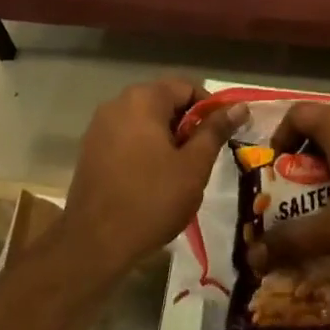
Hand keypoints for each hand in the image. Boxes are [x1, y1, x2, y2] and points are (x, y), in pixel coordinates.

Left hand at [59, 78, 247, 279]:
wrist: (94, 243)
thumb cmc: (151, 200)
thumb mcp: (193, 166)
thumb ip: (215, 131)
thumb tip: (239, 107)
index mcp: (143, 99)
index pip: (187, 87)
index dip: (210, 109)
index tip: (220, 136)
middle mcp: (117, 102)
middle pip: (164, 101)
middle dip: (187, 124)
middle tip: (201, 157)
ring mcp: (100, 125)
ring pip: (145, 119)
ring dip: (166, 137)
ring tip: (179, 171)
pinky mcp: (90, 147)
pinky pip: (126, 136)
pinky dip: (144, 147)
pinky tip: (151, 178)